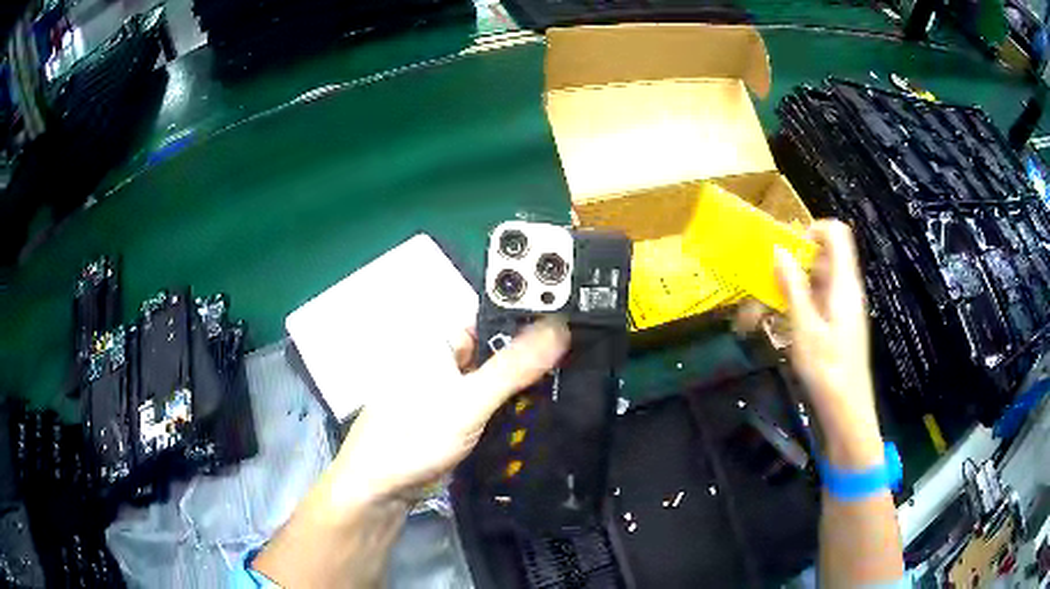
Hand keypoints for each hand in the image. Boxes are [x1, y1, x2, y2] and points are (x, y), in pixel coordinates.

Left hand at [324, 317, 569, 509]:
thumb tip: (559, 326)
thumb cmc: (414, 436)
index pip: (493, 317)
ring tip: (571, 385)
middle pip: (499, 349)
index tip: (573, 327)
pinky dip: (513, 408)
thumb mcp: (468, 400)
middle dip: (533, 357)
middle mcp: (445, 360)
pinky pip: (492, 404)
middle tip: (579, 362)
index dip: (531, 318)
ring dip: (525, 385)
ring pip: (498, 380)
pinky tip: (541, 412)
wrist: (383, 487)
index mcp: (440, 341)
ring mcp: (451, 391)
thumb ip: (513, 366)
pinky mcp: (457, 417)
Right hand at [774, 220, 882, 467]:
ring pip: (819, 279)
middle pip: (825, 255)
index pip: (837, 233)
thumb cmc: (827, 370)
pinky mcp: (840, 324)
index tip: (787, 248)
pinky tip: (784, 325)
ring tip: (768, 308)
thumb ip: (793, 287)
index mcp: (844, 284)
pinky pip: (820, 299)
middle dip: (795, 262)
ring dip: (793, 286)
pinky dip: (801, 303)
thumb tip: (779, 250)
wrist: (847, 411)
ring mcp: (844, 307)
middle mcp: (847, 289)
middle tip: (768, 281)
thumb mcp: (805, 329)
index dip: (813, 230)